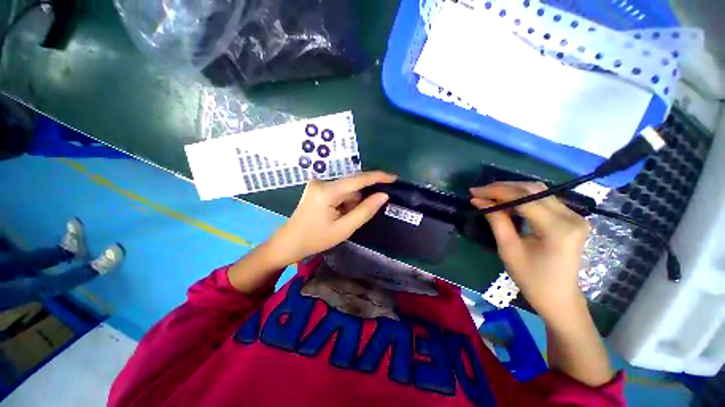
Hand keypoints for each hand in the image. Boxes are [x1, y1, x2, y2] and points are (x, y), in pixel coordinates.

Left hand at [270, 171, 396, 264]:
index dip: (377, 177)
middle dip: (360, 199)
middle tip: (360, 216)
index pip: (357, 179)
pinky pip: (339, 191)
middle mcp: (322, 182)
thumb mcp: (344, 229)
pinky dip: (344, 202)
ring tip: (343, 220)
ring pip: (346, 190)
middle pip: (352, 186)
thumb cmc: (315, 239)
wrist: (289, 242)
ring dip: (351, 203)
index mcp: (327, 191)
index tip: (394, 178)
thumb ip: (365, 211)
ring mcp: (318, 184)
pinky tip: (338, 215)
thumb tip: (383, 195)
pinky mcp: (317, 188)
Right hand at [470, 182, 589, 322]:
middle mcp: (571, 216)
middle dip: (502, 187)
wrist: (559, 298)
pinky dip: (522, 197)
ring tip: (489, 194)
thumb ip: (496, 220)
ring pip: (538, 191)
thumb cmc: (532, 279)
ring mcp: (574, 216)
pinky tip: (507, 201)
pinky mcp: (571, 218)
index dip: (495, 191)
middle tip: (479, 192)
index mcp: (557, 228)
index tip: (474, 192)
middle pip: (532, 189)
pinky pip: (543, 199)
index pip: (523, 198)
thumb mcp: (508, 249)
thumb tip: (478, 200)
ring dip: (511, 190)